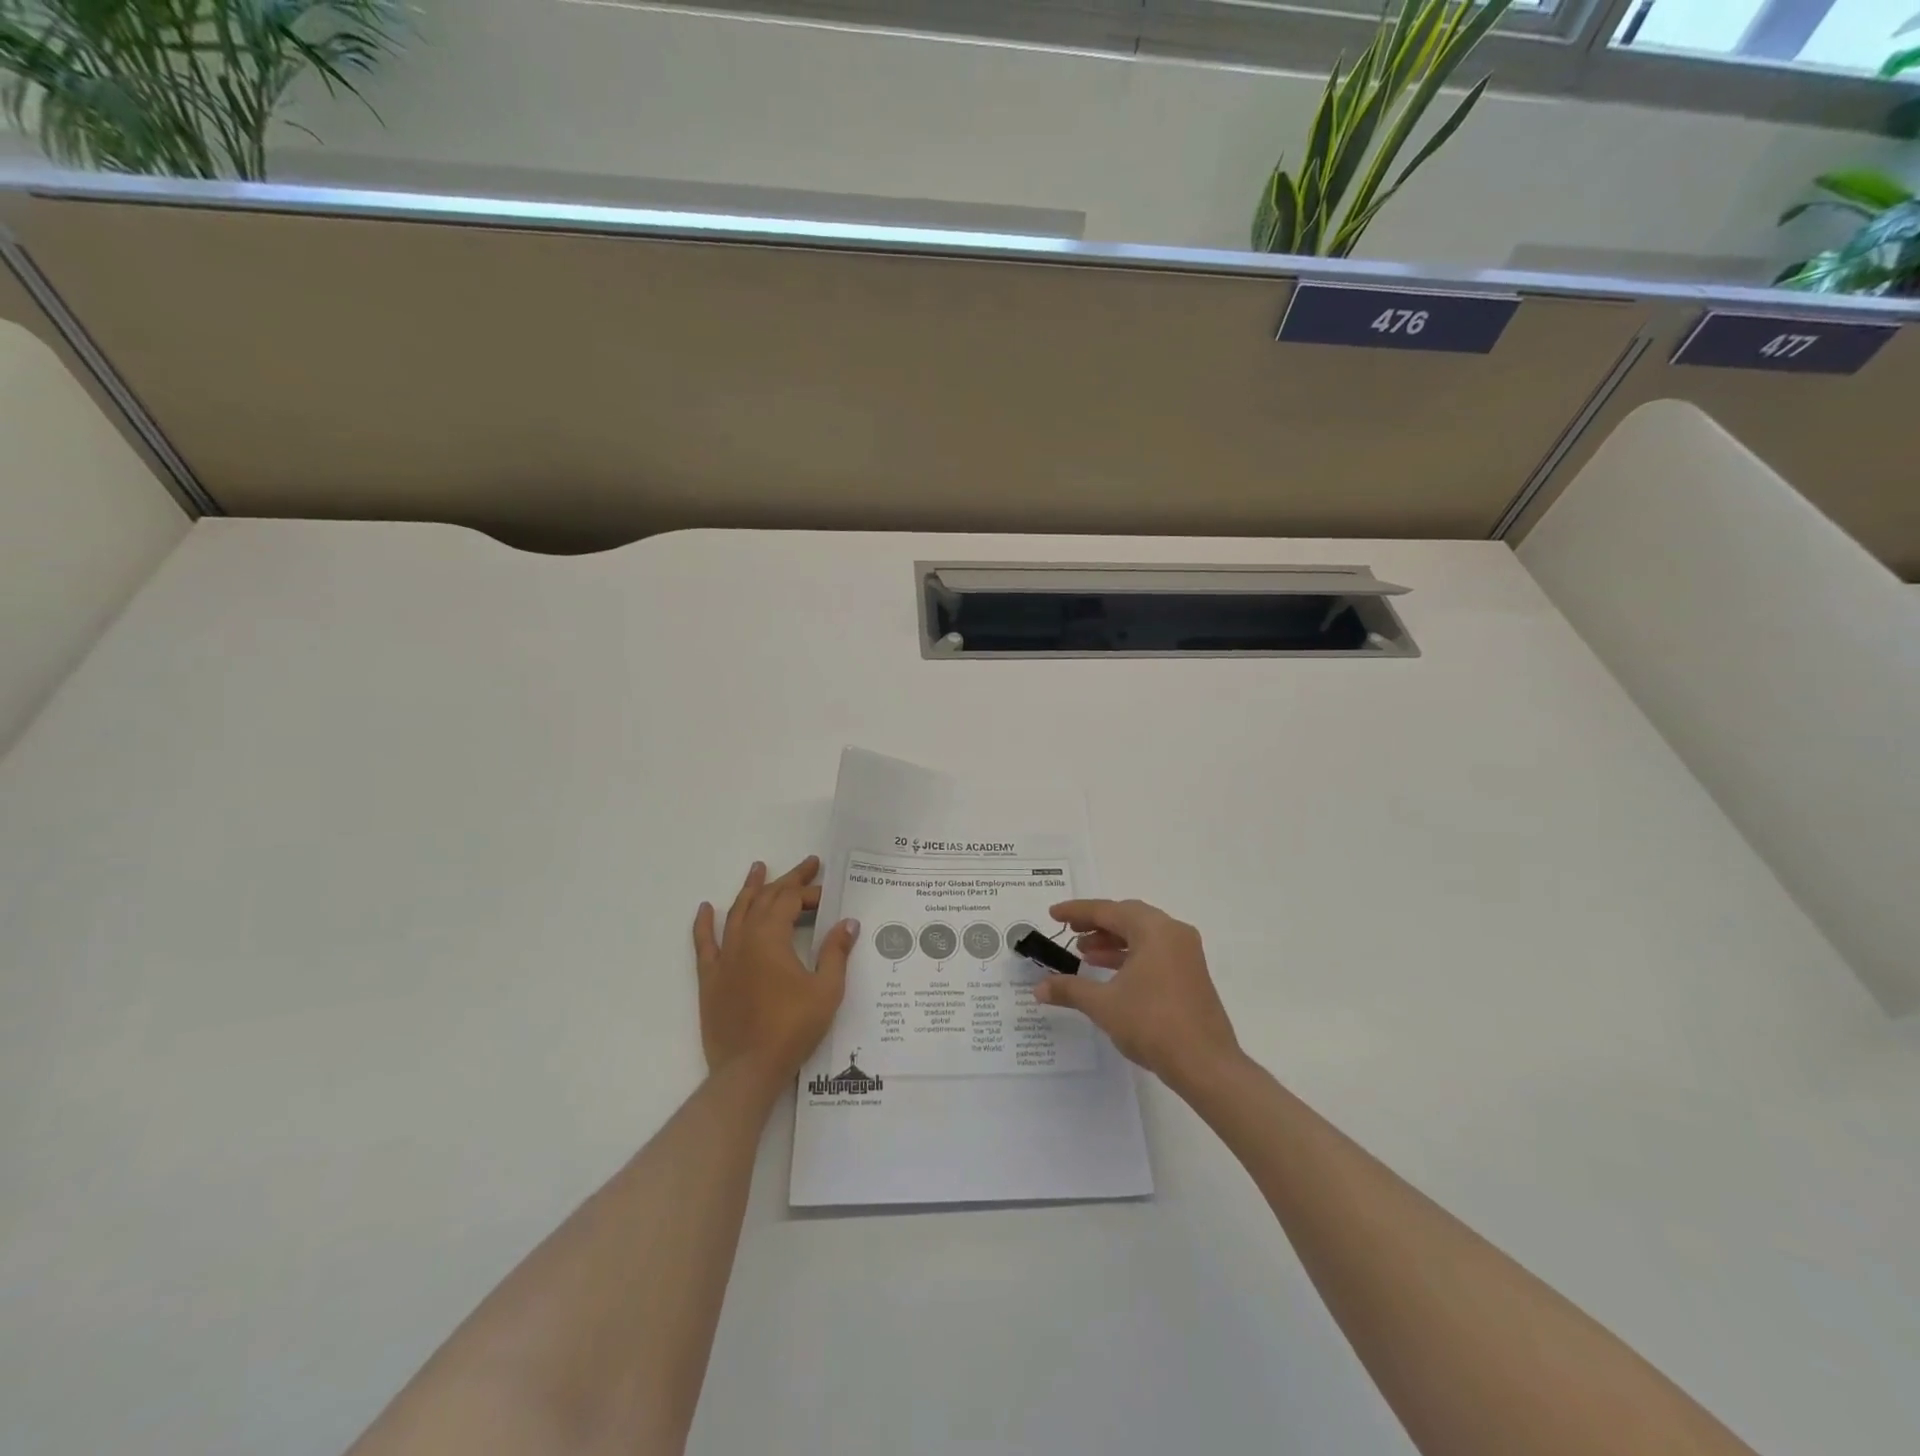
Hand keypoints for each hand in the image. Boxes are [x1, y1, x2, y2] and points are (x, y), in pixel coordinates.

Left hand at [692, 856, 858, 1087]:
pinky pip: (704, 944)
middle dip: (788, 880)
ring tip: (758, 868)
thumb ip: (835, 953)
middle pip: (765, 899)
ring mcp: (724, 958)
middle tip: (807, 865)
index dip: (810, 892)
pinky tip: (706, 908)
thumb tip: (848, 922)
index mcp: (771, 938)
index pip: (790, 901)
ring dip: (750, 889)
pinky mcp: (710, 979)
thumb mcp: (826, 990)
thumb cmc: (792, 1028)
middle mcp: (744, 940)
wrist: (748, 1070)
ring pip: (736, 913)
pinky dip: (705, 923)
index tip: (829, 894)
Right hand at [1033, 898, 1239, 1091]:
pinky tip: (1109, 973)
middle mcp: (1173, 933)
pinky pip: (1154, 952)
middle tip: (1069, 932)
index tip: (1053, 914)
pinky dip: (1129, 956)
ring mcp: (1186, 953)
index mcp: (1154, 929)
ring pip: (1142, 935)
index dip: (1076, 911)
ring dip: (1112, 941)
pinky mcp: (1191, 974)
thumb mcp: (1103, 1005)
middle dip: (1096, 923)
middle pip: (1127, 917)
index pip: (1108, 910)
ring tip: (1084, 954)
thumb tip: (1038, 988)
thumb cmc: (1152, 1024)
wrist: (1205, 1065)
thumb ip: (1069, 989)